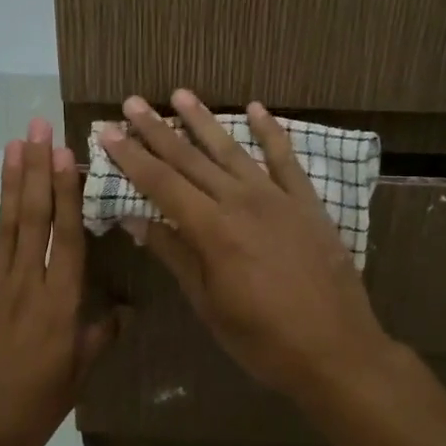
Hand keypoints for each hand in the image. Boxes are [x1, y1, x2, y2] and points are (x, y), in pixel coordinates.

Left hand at [0, 120, 121, 445]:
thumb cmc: (30, 411)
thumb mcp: (76, 379)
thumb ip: (100, 337)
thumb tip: (128, 309)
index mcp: (60, 304)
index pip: (67, 236)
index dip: (66, 191)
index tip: (66, 153)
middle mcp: (26, 285)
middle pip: (34, 218)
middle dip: (37, 169)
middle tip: (38, 127)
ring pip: (4, 227)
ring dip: (9, 183)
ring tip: (14, 145)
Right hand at [101, 91, 397, 400]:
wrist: (337, 351)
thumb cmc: (263, 339)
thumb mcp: (209, 305)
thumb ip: (175, 256)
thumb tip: (136, 221)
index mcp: (212, 230)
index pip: (161, 183)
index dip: (132, 157)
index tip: (107, 131)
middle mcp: (241, 202)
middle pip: (190, 159)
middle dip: (157, 130)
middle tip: (132, 102)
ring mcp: (277, 198)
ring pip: (232, 150)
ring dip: (204, 120)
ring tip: (180, 94)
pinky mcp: (307, 202)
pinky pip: (285, 159)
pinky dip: (270, 132)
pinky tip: (256, 108)